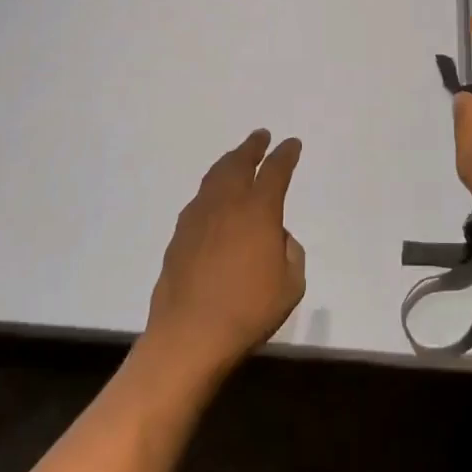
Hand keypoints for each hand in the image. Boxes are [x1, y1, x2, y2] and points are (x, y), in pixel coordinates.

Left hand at [145, 129, 306, 380]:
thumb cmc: (249, 311)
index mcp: (259, 211)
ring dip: (228, 163)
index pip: (275, 171)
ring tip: (236, 158)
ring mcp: (198, 218)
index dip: (285, 155)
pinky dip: (211, 190)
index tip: (292, 144)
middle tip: (260, 136)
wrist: (189, 336)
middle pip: (238, 164)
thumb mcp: (291, 285)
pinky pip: (199, 200)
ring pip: (214, 178)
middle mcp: (227, 205)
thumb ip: (291, 253)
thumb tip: (278, 238)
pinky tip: (213, 199)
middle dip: (252, 147)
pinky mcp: (179, 236)